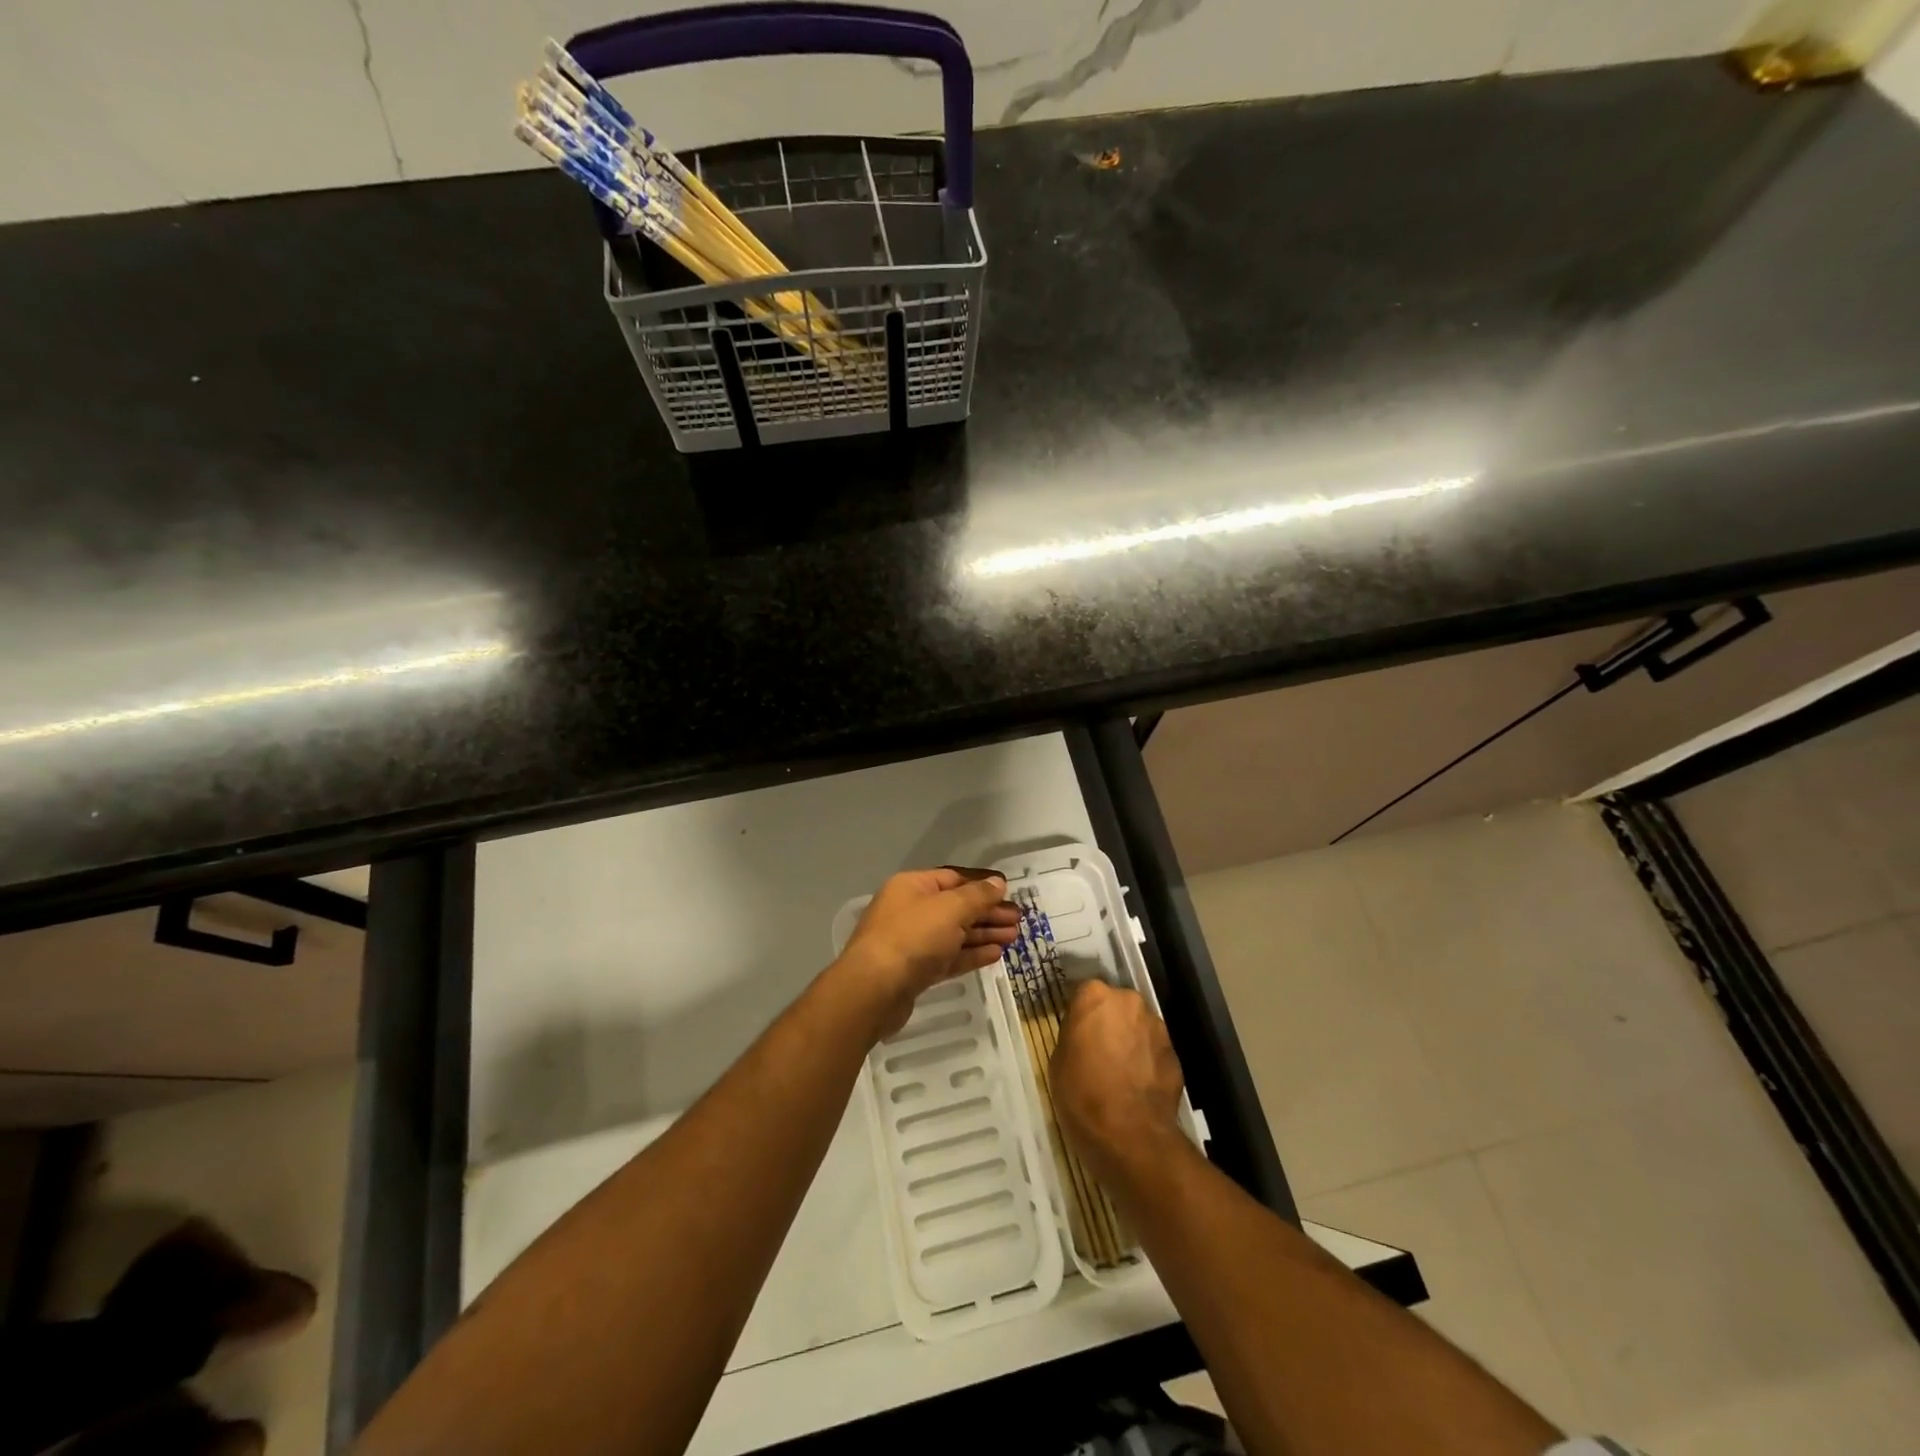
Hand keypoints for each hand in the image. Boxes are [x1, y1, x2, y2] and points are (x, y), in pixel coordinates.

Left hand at [832, 868, 1019, 1038]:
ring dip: (984, 933)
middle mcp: (910, 910)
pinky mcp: (916, 971)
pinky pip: (949, 957)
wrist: (874, 989)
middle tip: (1018, 920)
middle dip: (988, 912)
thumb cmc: (913, 937)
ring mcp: (912, 942)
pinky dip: (971, 954)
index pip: (954, 878)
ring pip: (954, 933)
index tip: (1010, 891)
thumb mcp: (950, 909)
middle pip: (956, 906)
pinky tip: (995, 954)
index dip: (983, 884)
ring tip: (1014, 937)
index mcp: (912, 886)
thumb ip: (977, 895)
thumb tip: (998, 883)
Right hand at [1051, 980, 1187, 1184]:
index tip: (1076, 1033)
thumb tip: (1084, 1035)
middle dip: (1109, 1022)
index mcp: (1095, 996)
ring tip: (1121, 1071)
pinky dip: (1147, 1061)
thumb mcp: (1058, 1060)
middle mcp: (1129, 1001)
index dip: (1081, 1014)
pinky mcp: (1175, 1053)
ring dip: (1130, 1040)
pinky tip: (1138, 1086)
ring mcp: (1156, 1026)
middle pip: (1116, 1005)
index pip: (1085, 993)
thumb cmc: (1082, 1093)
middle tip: (1098, 1050)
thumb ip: (1074, 1035)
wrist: (1129, 1133)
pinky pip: (1154, 1050)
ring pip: (1138, 1026)